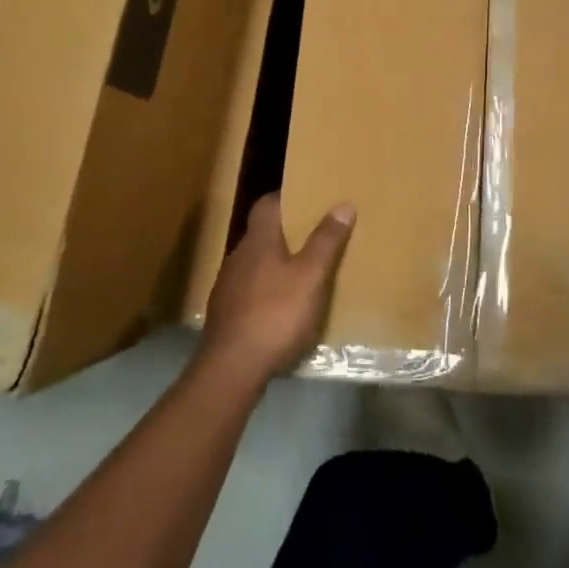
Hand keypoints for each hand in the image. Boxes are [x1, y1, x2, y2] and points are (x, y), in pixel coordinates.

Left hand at [200, 195, 355, 384]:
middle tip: (316, 234)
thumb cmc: (275, 314)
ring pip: (256, 263)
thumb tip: (342, 204)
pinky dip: (268, 290)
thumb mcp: (311, 276)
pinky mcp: (226, 315)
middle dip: (287, 232)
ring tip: (305, 271)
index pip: (266, 204)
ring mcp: (228, 287)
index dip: (286, 198)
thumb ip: (326, 241)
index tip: (309, 198)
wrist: (231, 370)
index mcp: (258, 241)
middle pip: (262, 234)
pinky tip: (284, 307)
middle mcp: (238, 257)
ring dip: (277, 263)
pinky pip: (251, 291)